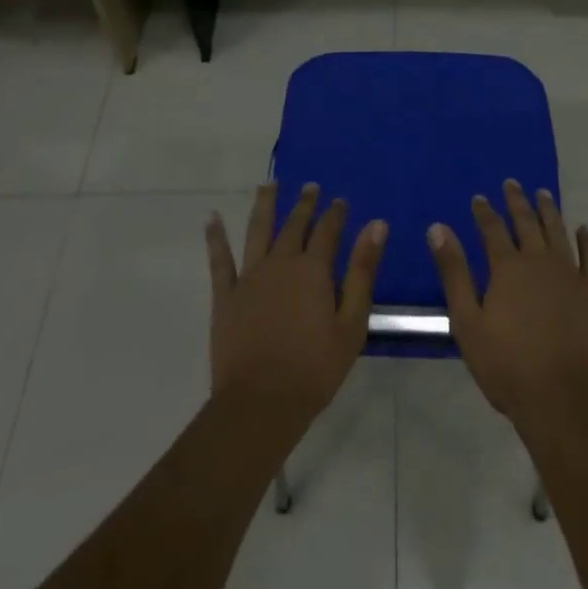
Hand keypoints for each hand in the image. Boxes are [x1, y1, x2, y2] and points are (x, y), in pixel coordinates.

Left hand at [205, 182, 387, 430]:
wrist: (260, 404)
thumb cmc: (314, 369)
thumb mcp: (352, 323)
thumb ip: (363, 271)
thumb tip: (377, 224)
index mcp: (313, 269)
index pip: (328, 230)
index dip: (335, 213)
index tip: (340, 200)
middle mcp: (281, 262)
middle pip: (294, 225)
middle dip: (304, 204)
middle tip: (310, 186)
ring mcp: (249, 276)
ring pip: (257, 230)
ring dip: (264, 205)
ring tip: (268, 184)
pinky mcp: (225, 295)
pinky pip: (219, 260)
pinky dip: (215, 237)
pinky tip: (211, 217)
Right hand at [428, 179, 587, 420]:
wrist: (563, 400)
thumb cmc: (507, 366)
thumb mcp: (468, 322)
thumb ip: (454, 272)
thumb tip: (438, 228)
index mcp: (508, 267)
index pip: (492, 229)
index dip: (484, 212)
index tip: (479, 197)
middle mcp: (540, 261)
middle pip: (527, 222)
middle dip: (517, 201)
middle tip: (512, 183)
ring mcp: (571, 275)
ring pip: (558, 232)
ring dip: (549, 211)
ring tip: (543, 194)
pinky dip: (586, 241)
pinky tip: (584, 230)